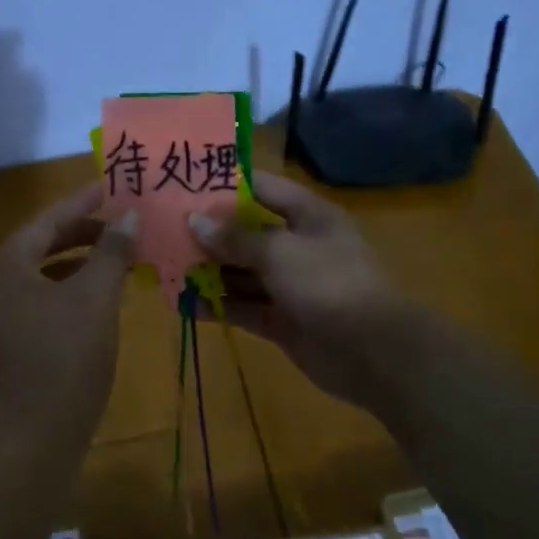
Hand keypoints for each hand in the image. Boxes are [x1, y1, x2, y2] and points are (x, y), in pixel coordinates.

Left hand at [0, 181, 137, 437]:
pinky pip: (46, 297)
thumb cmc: (67, 357)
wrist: (37, 435)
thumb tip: (129, 216)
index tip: (111, 185)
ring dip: (82, 259)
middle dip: (84, 230)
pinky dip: (75, 287)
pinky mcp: (15, 339)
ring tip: (120, 252)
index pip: (49, 219)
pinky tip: (104, 292)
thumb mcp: (96, 298)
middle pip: (44, 243)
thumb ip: (112, 252)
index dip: (83, 201)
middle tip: (122, 220)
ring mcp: (3, 314)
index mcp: (9, 265)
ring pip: (46, 272)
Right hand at [189, 171, 409, 409]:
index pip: (263, 189)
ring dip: (210, 272)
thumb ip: (236, 238)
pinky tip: (186, 304)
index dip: (227, 187)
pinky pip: (245, 307)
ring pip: (243, 273)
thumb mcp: (281, 252)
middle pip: (248, 233)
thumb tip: (195, 222)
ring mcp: (290, 285)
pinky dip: (219, 306)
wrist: (374, 353)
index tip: (186, 185)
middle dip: (210, 234)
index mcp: (308, 216)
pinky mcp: (282, 320)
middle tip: (164, 231)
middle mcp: (298, 246)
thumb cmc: (329, 284)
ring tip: (168, 268)